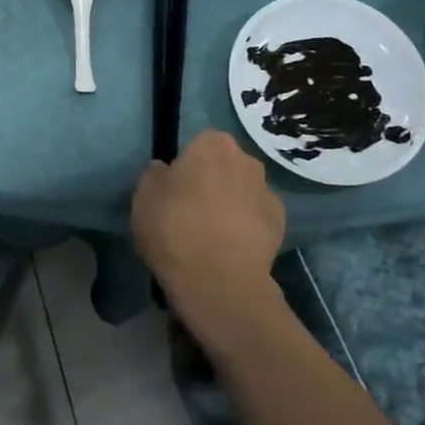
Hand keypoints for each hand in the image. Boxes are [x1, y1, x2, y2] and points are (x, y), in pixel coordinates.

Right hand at [133, 130, 284, 328]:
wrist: (220, 281)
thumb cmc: (174, 229)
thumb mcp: (143, 198)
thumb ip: (154, 176)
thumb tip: (164, 170)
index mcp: (212, 146)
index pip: (199, 142)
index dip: (186, 163)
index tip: (174, 186)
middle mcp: (246, 160)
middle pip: (225, 164)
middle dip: (212, 179)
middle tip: (190, 207)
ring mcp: (268, 191)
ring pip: (243, 189)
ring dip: (230, 201)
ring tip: (210, 231)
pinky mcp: (281, 223)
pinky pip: (256, 215)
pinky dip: (246, 225)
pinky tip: (229, 246)